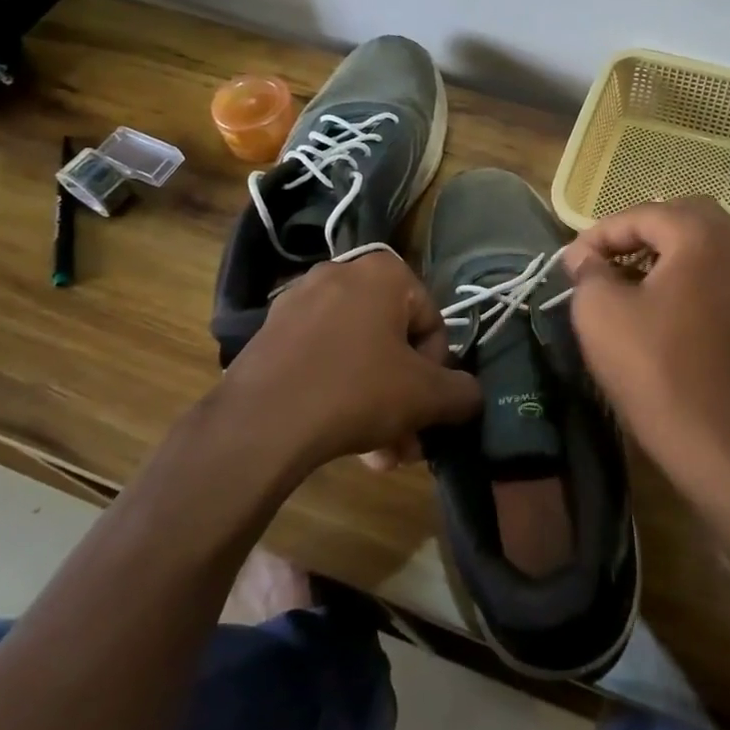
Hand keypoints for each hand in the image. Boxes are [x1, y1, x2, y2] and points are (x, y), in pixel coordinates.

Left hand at [216, 252, 478, 468]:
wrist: (259, 424)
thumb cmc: (356, 392)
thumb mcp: (426, 396)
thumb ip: (462, 392)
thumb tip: (470, 396)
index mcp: (383, 272)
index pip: (432, 321)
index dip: (437, 370)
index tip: (426, 406)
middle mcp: (341, 273)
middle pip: (393, 342)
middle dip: (405, 397)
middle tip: (408, 442)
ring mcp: (299, 302)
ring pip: (358, 355)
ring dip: (377, 405)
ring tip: (379, 457)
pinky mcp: (270, 332)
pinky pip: (322, 359)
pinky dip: (340, 393)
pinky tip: (345, 442)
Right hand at [560, 198, 729, 483]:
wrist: (713, 436)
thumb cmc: (651, 366)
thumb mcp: (599, 311)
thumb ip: (588, 270)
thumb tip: (585, 257)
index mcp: (701, 234)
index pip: (641, 215)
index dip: (600, 235)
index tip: (572, 262)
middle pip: (682, 216)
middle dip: (640, 232)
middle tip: (608, 259)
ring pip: (710, 241)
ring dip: (673, 249)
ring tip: (641, 274)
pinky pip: (727, 271)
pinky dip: (698, 273)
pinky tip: (674, 301)